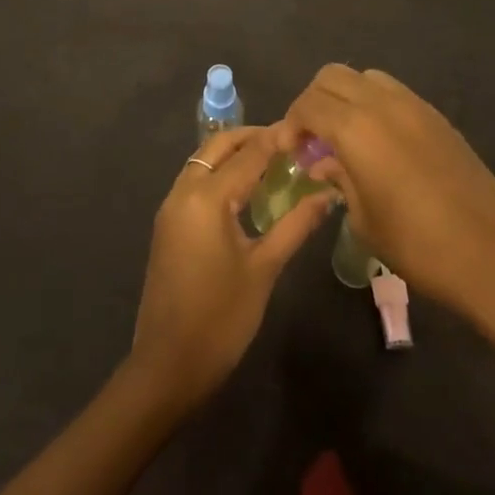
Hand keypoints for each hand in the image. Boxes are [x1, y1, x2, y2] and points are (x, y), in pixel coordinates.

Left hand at [129, 124, 334, 409]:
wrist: (167, 365)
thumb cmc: (221, 318)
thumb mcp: (264, 269)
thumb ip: (295, 225)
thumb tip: (327, 195)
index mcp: (207, 198)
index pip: (248, 154)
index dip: (277, 140)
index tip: (304, 129)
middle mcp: (183, 192)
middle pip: (217, 147)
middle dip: (250, 138)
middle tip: (287, 142)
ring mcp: (170, 208)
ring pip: (202, 162)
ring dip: (232, 154)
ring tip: (271, 161)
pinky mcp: (167, 225)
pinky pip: (194, 182)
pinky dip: (218, 173)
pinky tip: (243, 191)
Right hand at [285, 64, 494, 323]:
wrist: (493, 254)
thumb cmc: (418, 245)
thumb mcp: (364, 218)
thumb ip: (338, 179)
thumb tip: (324, 163)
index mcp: (357, 128)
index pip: (309, 104)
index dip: (290, 124)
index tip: (287, 150)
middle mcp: (383, 103)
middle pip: (333, 77)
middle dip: (313, 101)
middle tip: (310, 138)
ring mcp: (414, 105)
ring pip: (365, 77)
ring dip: (344, 98)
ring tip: (343, 136)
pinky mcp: (437, 116)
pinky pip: (393, 92)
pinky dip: (373, 104)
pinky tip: (377, 142)